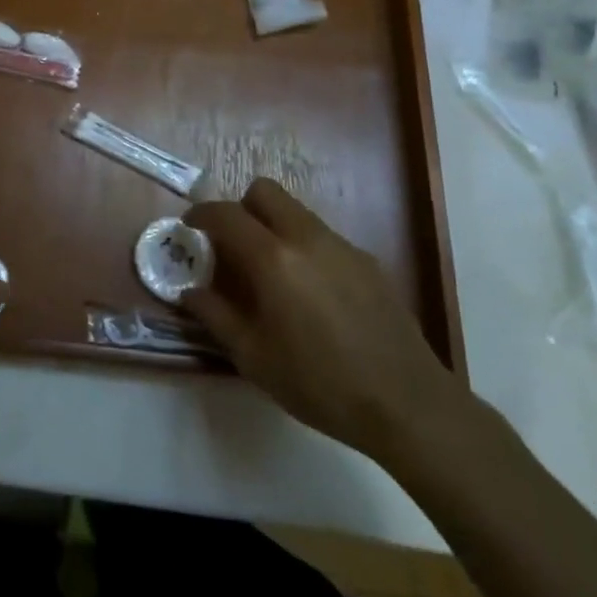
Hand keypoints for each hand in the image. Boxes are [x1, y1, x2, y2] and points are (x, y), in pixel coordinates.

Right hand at [186, 178, 461, 463]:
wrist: (407, 404)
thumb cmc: (320, 384)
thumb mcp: (253, 358)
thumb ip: (215, 316)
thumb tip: (189, 291)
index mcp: (273, 258)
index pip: (225, 214)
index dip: (201, 215)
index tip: (190, 228)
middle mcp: (306, 237)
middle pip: (264, 191)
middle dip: (241, 208)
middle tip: (234, 244)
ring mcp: (342, 246)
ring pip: (296, 212)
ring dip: (274, 226)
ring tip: (273, 273)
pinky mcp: (367, 262)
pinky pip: (323, 237)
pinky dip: (305, 248)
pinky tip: (313, 295)